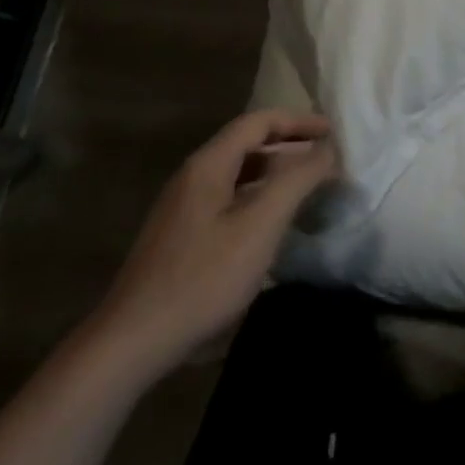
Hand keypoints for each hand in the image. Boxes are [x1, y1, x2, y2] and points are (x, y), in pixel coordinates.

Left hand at [84, 110, 335, 376]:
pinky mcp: (180, 237)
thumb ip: (297, 180)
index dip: (298, 121)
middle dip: (289, 145)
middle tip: (325, 157)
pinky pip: (227, 200)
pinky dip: (257, 198)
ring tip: (305, 188)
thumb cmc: (203, 278)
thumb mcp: (260, 225)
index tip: (333, 131)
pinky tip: (270, 225)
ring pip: (237, 174)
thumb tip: (328, 148)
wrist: (132, 343)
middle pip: (247, 144)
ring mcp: (182, 208)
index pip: (259, 121)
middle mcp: (193, 176)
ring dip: (274, 173)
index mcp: (209, 164)